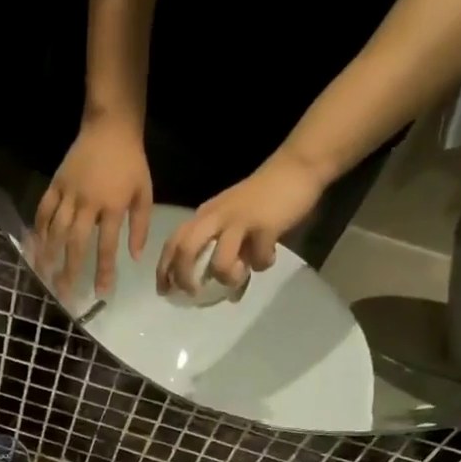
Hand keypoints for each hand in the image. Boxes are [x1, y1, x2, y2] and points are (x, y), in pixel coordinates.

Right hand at [32, 114, 152, 297]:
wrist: (110, 126)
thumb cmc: (131, 162)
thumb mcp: (144, 193)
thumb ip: (140, 226)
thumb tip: (135, 257)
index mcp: (112, 206)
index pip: (107, 245)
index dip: (104, 270)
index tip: (101, 292)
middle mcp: (88, 203)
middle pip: (76, 242)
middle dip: (70, 270)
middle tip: (64, 293)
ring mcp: (69, 193)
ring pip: (56, 229)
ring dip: (49, 255)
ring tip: (44, 276)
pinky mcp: (56, 183)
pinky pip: (44, 209)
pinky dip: (38, 228)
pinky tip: (35, 246)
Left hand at [155, 148, 327, 297]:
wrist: (296, 168)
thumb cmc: (263, 198)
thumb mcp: (236, 223)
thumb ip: (228, 252)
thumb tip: (228, 293)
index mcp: (205, 215)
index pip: (174, 241)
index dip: (164, 268)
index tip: (164, 290)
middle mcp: (216, 217)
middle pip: (185, 248)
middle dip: (182, 276)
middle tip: (192, 293)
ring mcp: (239, 220)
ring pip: (219, 260)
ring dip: (226, 276)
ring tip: (238, 276)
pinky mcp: (264, 225)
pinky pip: (258, 257)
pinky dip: (262, 264)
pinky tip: (269, 257)